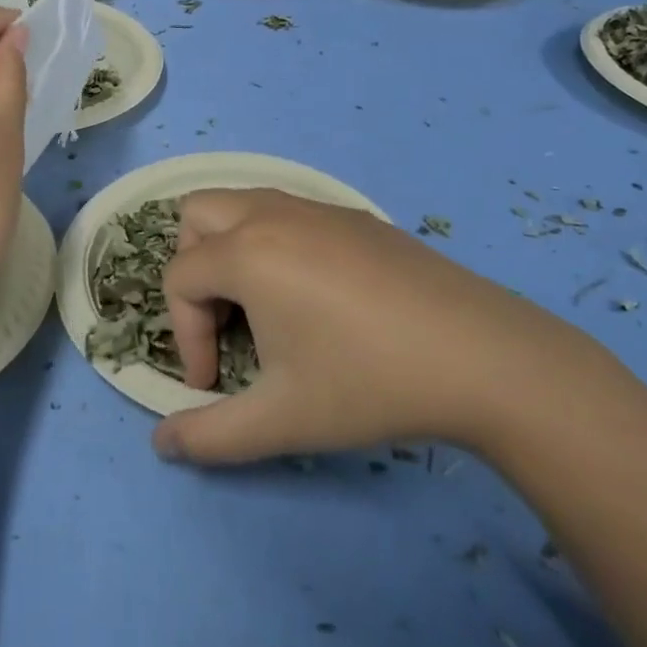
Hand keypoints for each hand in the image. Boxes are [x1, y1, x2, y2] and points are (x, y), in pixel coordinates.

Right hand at [153, 189, 592, 464]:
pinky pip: (288, 212)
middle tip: (223, 319)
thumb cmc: (368, 383)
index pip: (179, 279)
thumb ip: (209, 437)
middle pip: (196, 214)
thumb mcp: (280, 420)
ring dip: (231, 248)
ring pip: (244, 202)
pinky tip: (316, 297)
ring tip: (261, 306)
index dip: (185, 337)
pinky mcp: (356, 217)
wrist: (483, 356)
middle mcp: (273, 214)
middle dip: (192, 267)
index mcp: (246, 252)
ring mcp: (318, 209)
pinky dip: (273, 242)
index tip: (215, 385)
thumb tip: (163, 444)